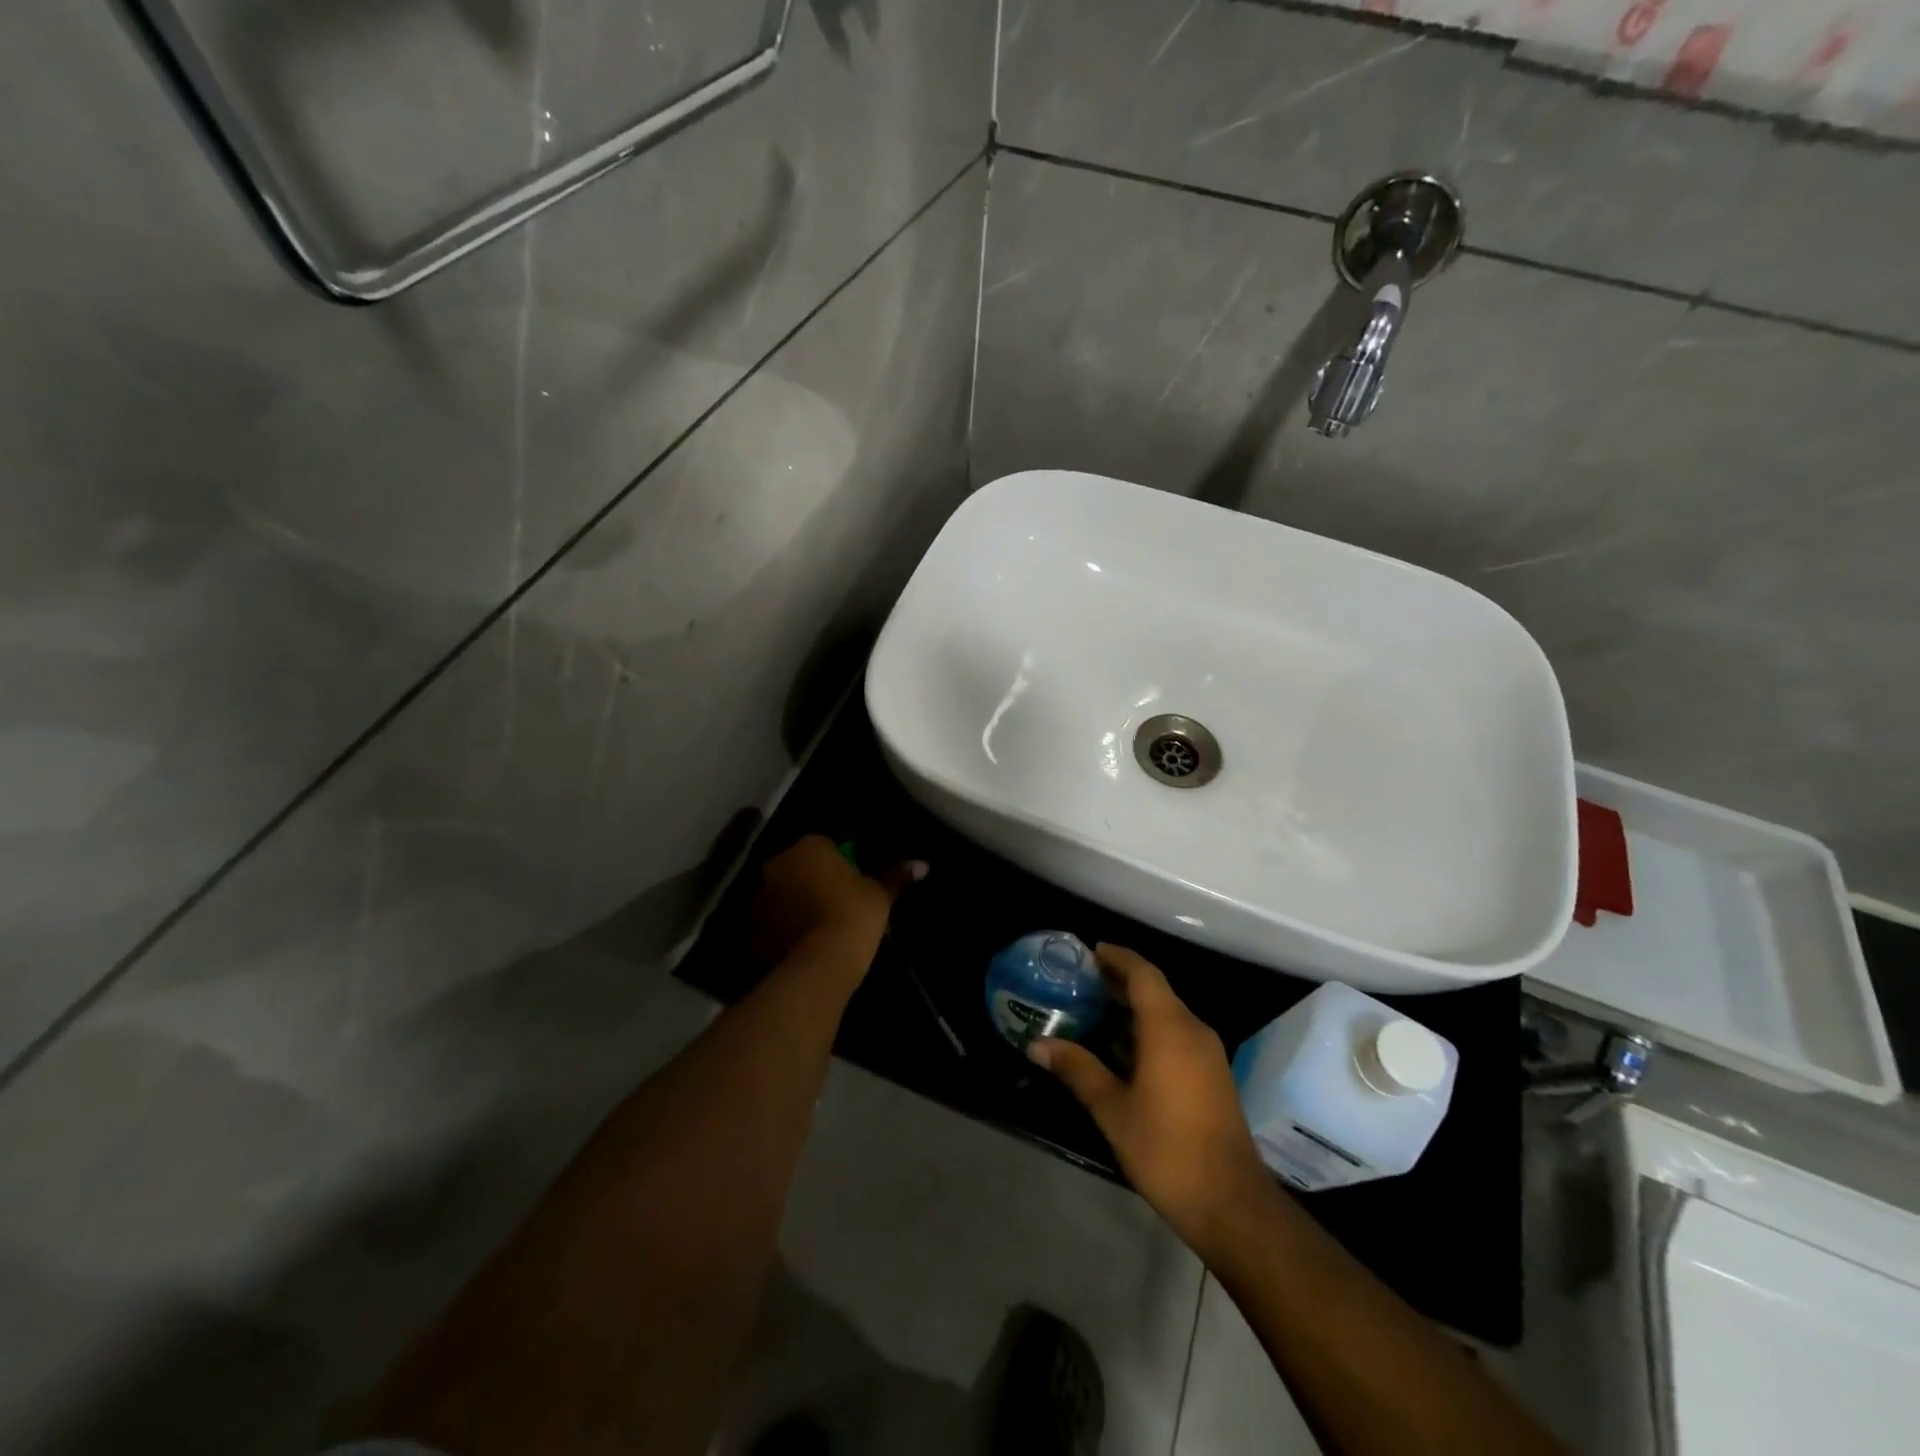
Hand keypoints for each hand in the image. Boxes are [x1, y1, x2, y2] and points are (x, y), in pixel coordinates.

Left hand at [749, 835, 926, 968]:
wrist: (817, 967)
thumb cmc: (853, 917)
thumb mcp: (880, 896)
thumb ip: (897, 877)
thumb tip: (923, 864)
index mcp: (808, 847)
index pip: (825, 846)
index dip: (841, 865)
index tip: (854, 885)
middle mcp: (777, 865)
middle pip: (799, 868)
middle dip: (814, 881)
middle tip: (838, 905)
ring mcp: (759, 897)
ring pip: (783, 894)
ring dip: (796, 904)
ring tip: (820, 930)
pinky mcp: (751, 929)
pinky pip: (773, 922)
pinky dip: (784, 929)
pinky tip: (804, 947)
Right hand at [1030, 945, 1274, 1255]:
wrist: (1231, 1204)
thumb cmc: (1167, 1149)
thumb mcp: (1113, 1109)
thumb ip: (1077, 1070)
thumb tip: (1037, 1044)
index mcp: (1170, 1027)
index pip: (1143, 973)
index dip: (1117, 957)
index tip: (1090, 950)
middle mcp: (1192, 1030)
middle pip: (1155, 990)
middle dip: (1119, 981)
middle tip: (1081, 981)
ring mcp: (1207, 1054)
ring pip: (1166, 1014)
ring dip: (1133, 1008)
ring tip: (1093, 1011)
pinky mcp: (1212, 1076)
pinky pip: (1176, 1036)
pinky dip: (1148, 1030)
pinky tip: (1121, 1050)